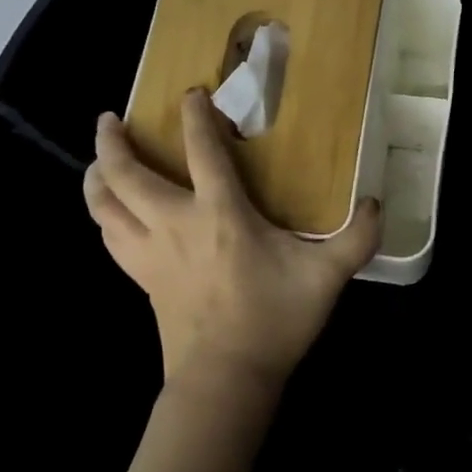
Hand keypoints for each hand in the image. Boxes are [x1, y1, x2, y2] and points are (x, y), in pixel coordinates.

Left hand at [84, 89, 381, 391]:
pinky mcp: (141, 279)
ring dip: (96, 178)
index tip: (190, 93)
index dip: (194, 115)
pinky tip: (110, 215)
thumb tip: (376, 203)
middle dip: (111, 142)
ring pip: (103, 206)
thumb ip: (356, 238)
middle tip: (109, 120)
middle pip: (126, 174)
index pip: (201, 150)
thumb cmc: (274, 320)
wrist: (227, 378)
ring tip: (98, 162)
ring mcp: (150, 253)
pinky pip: (110, 238)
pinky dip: (104, 218)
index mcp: (220, 214)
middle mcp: (174, 223)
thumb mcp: (326, 278)